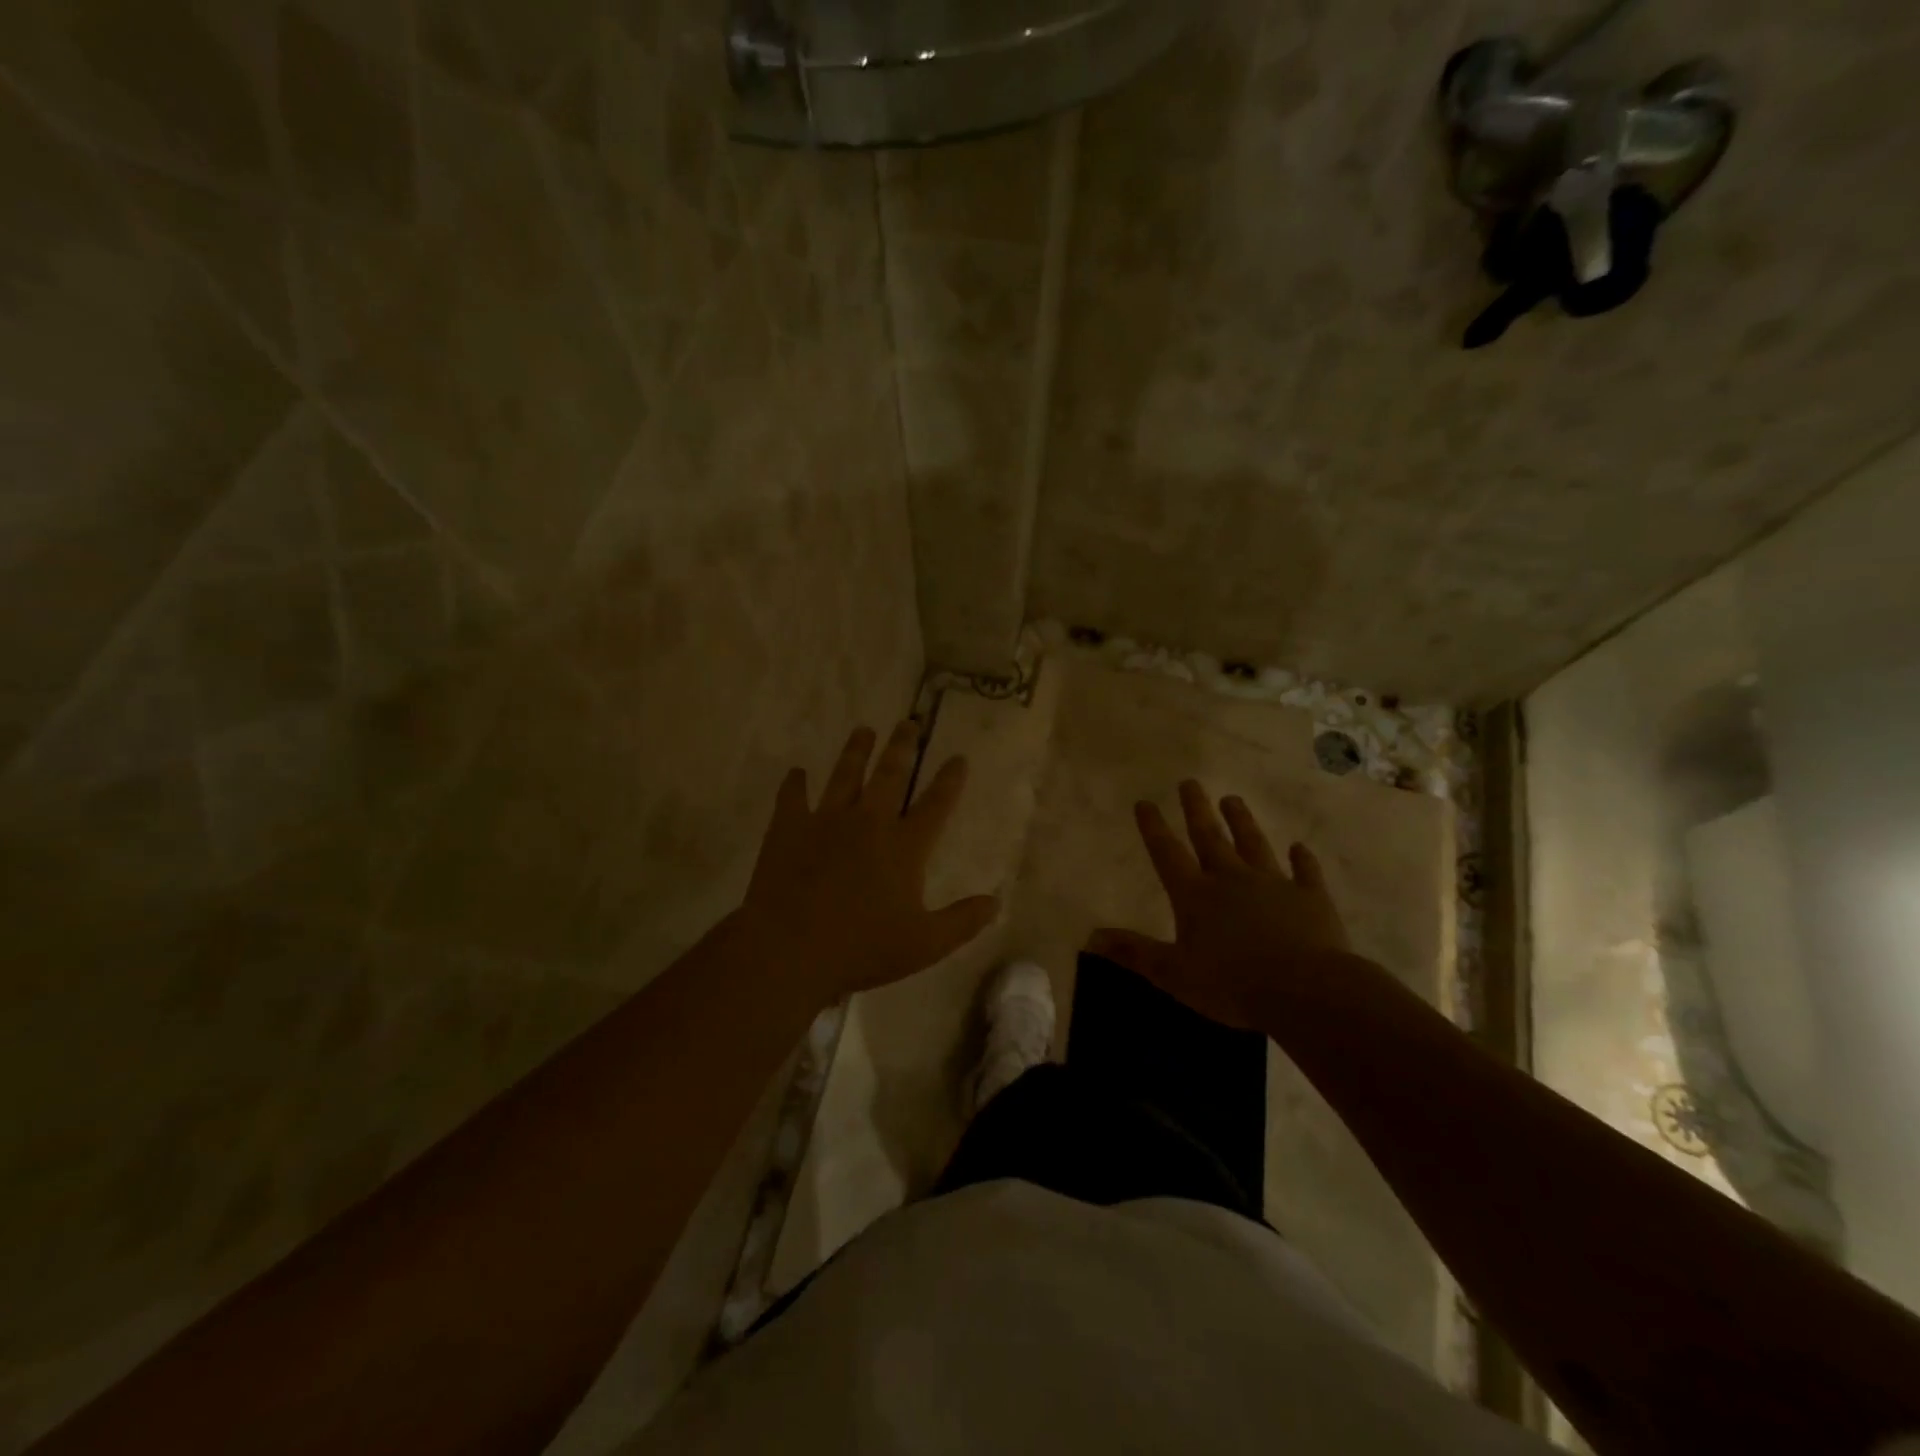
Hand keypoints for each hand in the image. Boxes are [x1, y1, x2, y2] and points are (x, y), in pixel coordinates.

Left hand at [737, 722, 997, 1009]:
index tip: (958, 757)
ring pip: (845, 775)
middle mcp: (868, 822)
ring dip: (855, 751)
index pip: (935, 805)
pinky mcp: (788, 829)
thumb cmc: (861, 949)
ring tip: (863, 730)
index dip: (949, 780)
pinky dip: (794, 783)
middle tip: (908, 722)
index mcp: (903, 847)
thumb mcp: (924, 945)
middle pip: (889, 775)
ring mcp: (825, 821)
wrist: (789, 950)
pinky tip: (796, 772)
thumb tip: (995, 902)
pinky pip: (792, 797)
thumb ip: (962, 921)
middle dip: (902, 747)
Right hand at [1087, 781, 1351, 1032]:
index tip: (1145, 802)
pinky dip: (1302, 860)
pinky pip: (1305, 873)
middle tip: (1189, 782)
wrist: (1305, 990)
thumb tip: (1090, 936)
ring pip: (1254, 844)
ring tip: (1233, 799)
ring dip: (1242, 822)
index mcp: (1195, 896)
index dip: (1154, 828)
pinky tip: (1300, 848)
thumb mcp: (1172, 973)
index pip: (1167, 854)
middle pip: (1210, 838)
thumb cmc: (1231, 984)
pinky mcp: (1310, 898)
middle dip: (1196, 810)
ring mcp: (1274, 885)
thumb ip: (1133, 952)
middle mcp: (1231, 880)